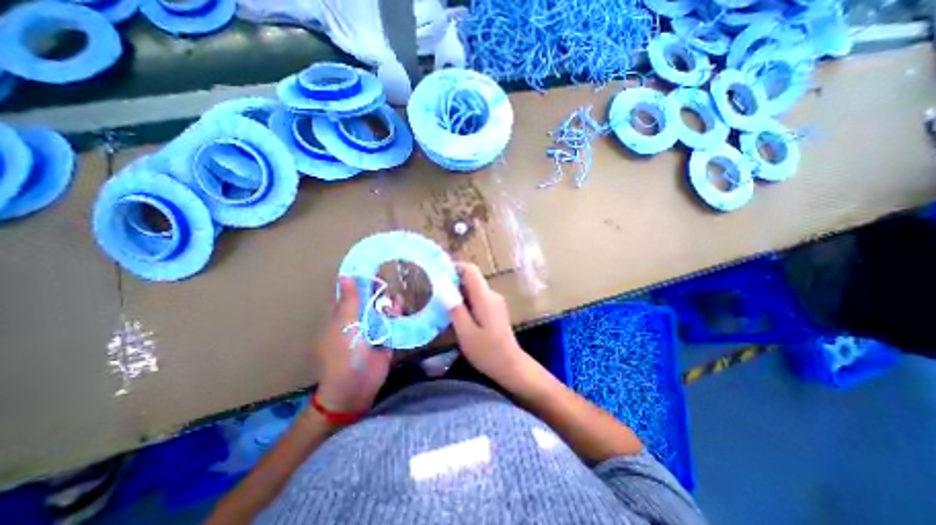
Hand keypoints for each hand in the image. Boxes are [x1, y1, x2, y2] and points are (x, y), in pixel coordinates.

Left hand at [309, 277, 391, 416]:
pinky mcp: (385, 338)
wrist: (356, 387)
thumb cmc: (344, 353)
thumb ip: (349, 301)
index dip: (357, 281)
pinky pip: (392, 323)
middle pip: (367, 301)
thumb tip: (346, 276)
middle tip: (386, 276)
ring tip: (394, 293)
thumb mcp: (345, 324)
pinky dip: (396, 314)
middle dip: (376, 290)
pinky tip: (400, 305)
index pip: (348, 294)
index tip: (369, 267)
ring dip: (387, 302)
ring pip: (381, 310)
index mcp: (341, 317)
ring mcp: (371, 330)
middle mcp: (356, 321)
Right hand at [444, 260, 525, 381]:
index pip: (470, 270)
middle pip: (471, 278)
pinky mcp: (495, 309)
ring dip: (458, 292)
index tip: (437, 273)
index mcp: (485, 297)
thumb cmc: (487, 351)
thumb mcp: (466, 332)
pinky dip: (466, 300)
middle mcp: (492, 294)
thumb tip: (443, 286)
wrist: (510, 365)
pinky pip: (478, 298)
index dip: (454, 267)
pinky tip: (456, 313)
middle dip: (453, 281)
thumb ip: (455, 308)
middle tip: (434, 290)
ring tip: (441, 302)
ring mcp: (495, 302)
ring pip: (474, 288)